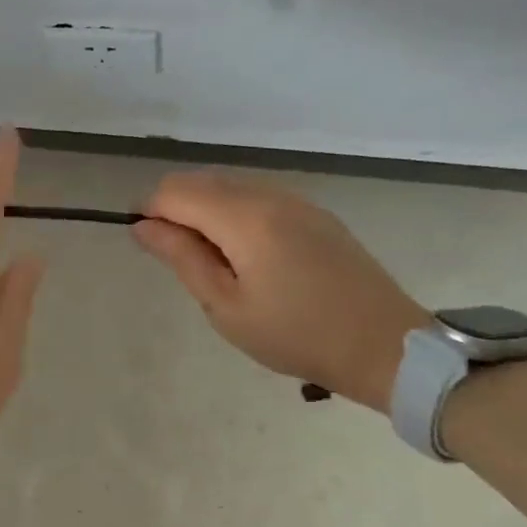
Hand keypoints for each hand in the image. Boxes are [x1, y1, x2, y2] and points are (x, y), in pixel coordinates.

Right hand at [132, 171, 427, 411]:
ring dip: (205, 213)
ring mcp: (296, 200)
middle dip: (176, 211)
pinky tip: (248, 257)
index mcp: (245, 218)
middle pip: (200, 181)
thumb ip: (181, 257)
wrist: (384, 346)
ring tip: (216, 265)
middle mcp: (269, 195)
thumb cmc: (296, 335)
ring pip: (228, 186)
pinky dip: (234, 215)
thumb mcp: (225, 306)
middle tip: (183, 264)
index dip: (150, 213)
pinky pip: (257, 197)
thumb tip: (142, 225)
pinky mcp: (314, 213)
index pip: (174, 191)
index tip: (151, 249)